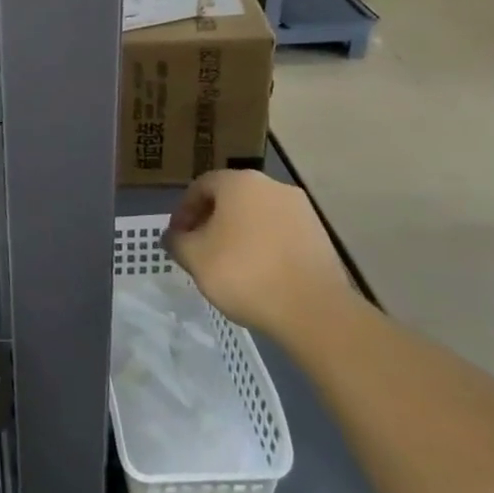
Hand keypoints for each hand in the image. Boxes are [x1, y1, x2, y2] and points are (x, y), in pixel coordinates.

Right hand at [163, 169, 357, 337]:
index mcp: (240, 183)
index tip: (177, 237)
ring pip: (257, 215)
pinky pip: (279, 233)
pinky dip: (262, 245)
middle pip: (231, 198)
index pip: (201, 186)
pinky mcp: (320, 235)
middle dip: (210, 220)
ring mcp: (301, 210)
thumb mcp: (194, 257)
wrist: (312, 309)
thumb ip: (177, 241)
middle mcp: (273, 187)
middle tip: (198, 248)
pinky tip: (256, 272)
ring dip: (237, 233)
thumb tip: (173, 237)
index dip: (183, 211)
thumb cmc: (243, 273)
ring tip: (227, 263)